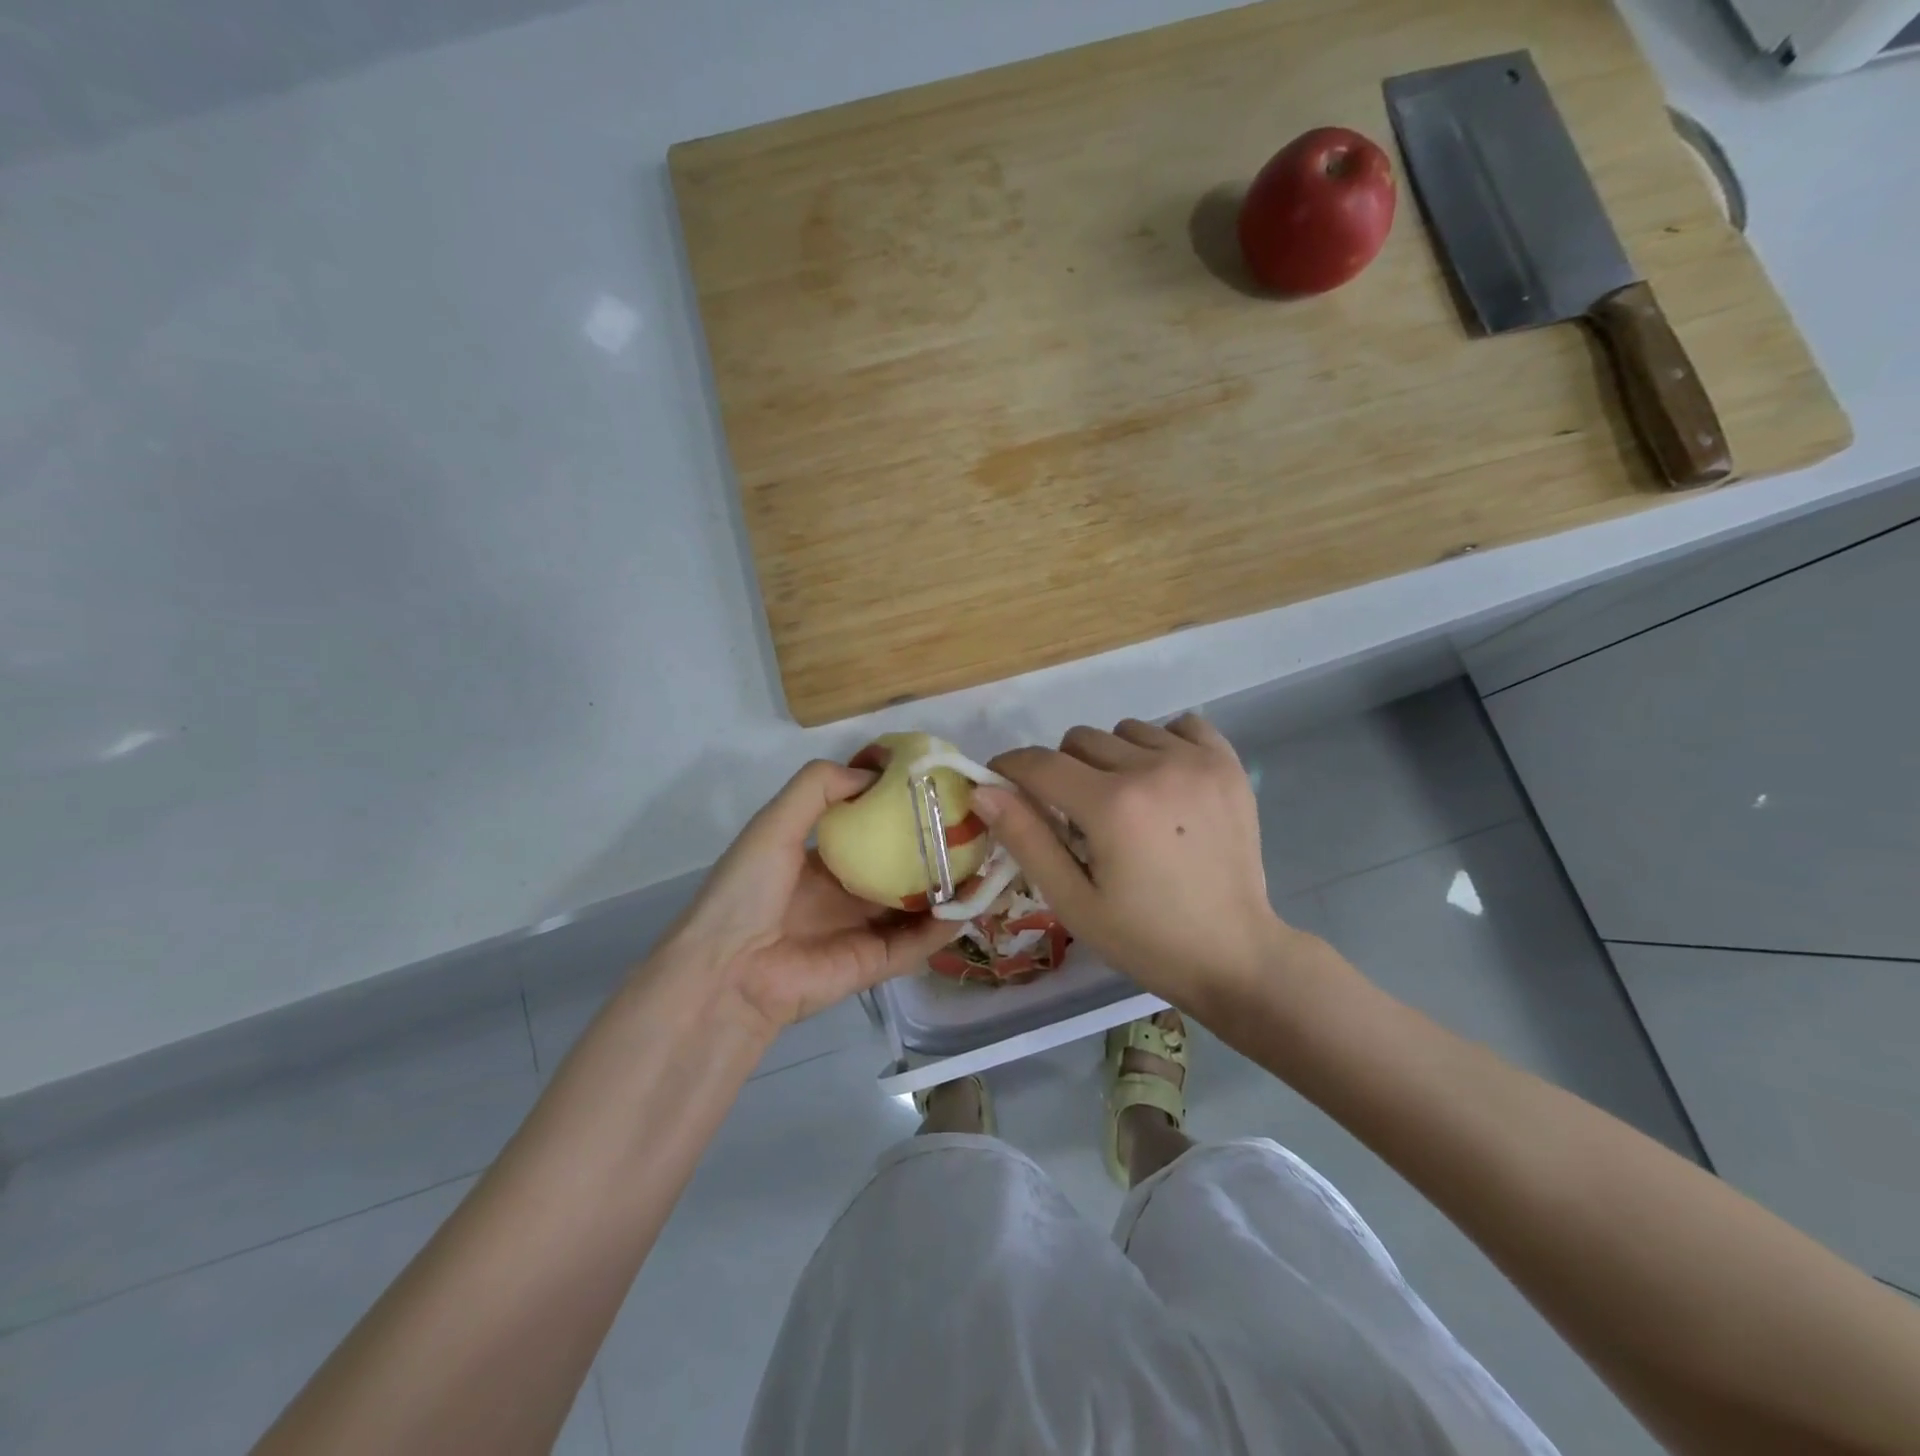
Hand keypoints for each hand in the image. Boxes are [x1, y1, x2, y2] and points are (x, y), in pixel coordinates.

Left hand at [661, 760, 958, 1038]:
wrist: (727, 970)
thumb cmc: (747, 889)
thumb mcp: (775, 823)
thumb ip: (819, 787)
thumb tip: (875, 772)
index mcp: (821, 857)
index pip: (871, 828)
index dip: (902, 810)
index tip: (939, 790)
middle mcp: (846, 891)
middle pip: (901, 866)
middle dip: (935, 849)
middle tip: (976, 826)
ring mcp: (862, 928)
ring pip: (916, 904)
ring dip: (949, 886)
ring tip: (987, 861)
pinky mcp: (875, 963)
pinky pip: (917, 942)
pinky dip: (944, 926)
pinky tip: (973, 902)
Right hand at [974, 715, 1297, 1015]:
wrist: (1234, 954)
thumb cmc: (1146, 938)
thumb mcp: (1074, 901)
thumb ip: (1026, 839)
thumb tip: (982, 790)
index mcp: (1112, 806)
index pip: (1039, 763)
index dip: (1009, 769)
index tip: (1001, 784)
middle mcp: (1153, 768)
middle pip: (1079, 740)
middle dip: (1062, 771)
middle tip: (1075, 816)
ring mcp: (1196, 762)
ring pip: (1125, 730)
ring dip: (1111, 758)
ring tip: (1125, 803)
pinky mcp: (1227, 764)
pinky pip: (1179, 726)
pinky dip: (1162, 744)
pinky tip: (1164, 782)